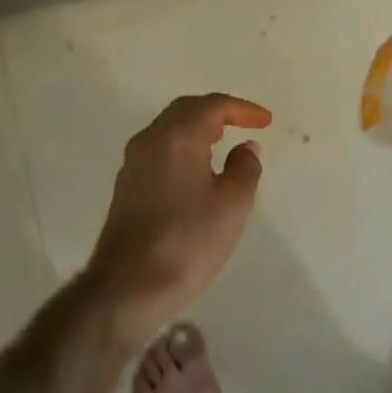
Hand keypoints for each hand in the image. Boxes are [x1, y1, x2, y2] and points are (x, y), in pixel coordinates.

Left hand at [89, 93, 270, 335]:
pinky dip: (182, 147)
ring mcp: (133, 163)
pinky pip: (159, 150)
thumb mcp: (233, 205)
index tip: (265, 121)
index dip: (242, 109)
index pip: (213, 105)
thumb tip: (245, 148)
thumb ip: (245, 168)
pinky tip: (197, 170)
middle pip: (186, 110)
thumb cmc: (188, 241)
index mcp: (178, 136)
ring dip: (197, 128)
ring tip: (223, 143)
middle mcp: (150, 140)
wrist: (128, 286)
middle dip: (217, 112)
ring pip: (169, 129)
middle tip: (243, 124)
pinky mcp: (126, 186)